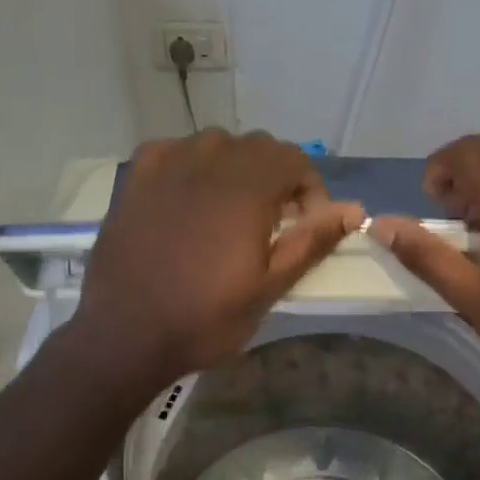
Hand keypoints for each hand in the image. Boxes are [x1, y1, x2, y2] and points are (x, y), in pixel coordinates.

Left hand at [74, 131, 362, 387]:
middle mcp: (207, 162)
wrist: (125, 336)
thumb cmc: (205, 319)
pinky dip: (192, 165)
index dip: (310, 189)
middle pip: (257, 146)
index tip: (306, 226)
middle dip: (276, 177)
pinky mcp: (135, 179)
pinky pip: (173, 151)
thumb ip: (311, 241)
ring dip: (236, 168)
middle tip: (274, 223)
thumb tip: (354, 209)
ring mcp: (165, 166)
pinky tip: (189, 196)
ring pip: (216, 144)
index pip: (293, 159)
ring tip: (233, 210)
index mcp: (245, 188)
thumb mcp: (269, 287)